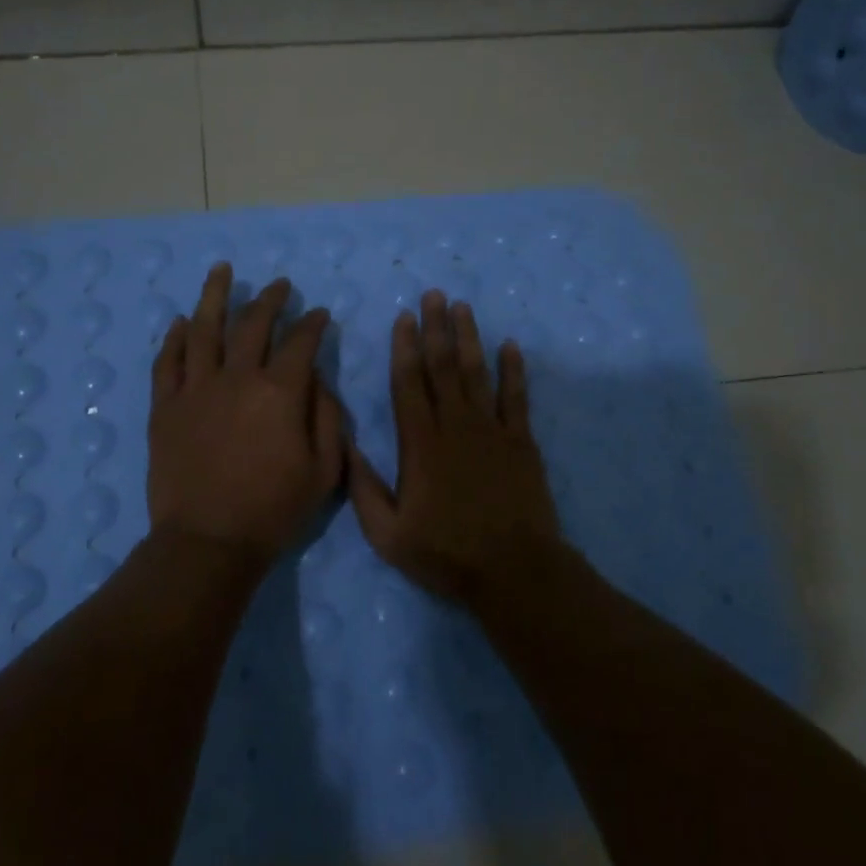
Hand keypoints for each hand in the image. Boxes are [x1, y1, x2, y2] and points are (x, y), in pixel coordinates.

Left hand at [148, 263, 343, 568]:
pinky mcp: (165, 407)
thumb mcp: (324, 471)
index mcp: (279, 393)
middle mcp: (237, 379)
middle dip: (270, 300)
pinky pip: (168, 362)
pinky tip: (182, 322)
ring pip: (204, 329)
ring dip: (214, 296)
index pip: (300, 343)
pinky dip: (175, 338)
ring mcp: (195, 389)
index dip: (313, 324)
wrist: (208, 542)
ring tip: (221, 270)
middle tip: (279, 285)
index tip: (319, 314)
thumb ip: (328, 418)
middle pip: (253, 325)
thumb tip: (318, 381)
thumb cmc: (274, 510)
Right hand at [349, 291, 568, 608]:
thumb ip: (363, 488)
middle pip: (443, 367)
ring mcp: (492, 431)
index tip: (404, 318)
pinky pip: (517, 397)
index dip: (405, 348)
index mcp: (420, 445)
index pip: (409, 384)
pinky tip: (510, 346)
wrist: (513, 571)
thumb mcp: (387, 534)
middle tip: (434, 294)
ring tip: (463, 307)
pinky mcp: (521, 442)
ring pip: (477, 373)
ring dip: (469, 338)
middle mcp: (455, 426)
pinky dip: (514, 370)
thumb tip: (344, 443)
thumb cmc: (446, 554)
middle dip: (436, 328)